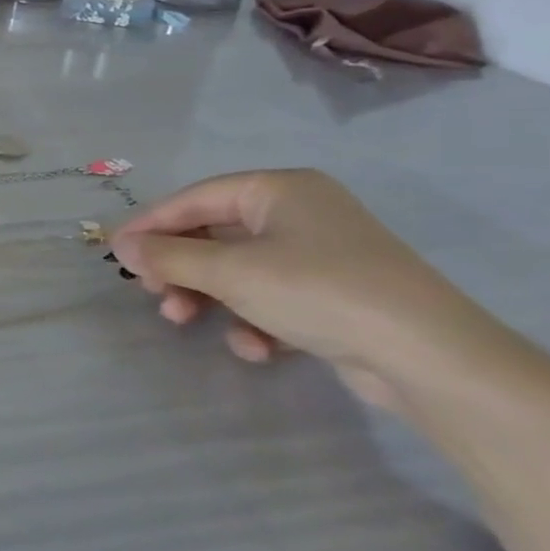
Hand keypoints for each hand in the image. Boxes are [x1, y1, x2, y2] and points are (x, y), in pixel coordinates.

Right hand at [110, 169, 483, 406]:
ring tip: (186, 321)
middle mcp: (300, 214)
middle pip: (214, 235)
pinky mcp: (335, 296)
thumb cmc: (320, 292)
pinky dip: (253, 320)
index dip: (150, 224)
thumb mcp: (231, 272)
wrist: (433, 361)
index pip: (195, 198)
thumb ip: (169, 257)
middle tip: (152, 294)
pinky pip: (272, 297)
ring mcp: (321, 255)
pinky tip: (255, 348)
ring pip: (238, 270)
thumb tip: (121, 246)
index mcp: (279, 190)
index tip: (115, 253)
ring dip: (207, 296)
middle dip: (180, 268)